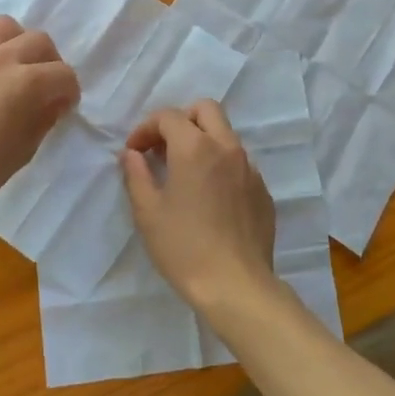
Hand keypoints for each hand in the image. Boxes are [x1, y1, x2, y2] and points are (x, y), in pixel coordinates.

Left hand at [0, 15, 79, 225]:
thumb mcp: (24, 150)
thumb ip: (44, 118)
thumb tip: (54, 102)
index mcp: (26, 83)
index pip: (64, 74)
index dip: (70, 91)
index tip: (64, 106)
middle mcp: (1, 59)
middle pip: (39, 40)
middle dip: (50, 62)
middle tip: (43, 85)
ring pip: (4, 26)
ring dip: (16, 42)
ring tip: (12, 65)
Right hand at [120, 100, 276, 312]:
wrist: (236, 285)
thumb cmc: (184, 247)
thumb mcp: (147, 212)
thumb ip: (136, 174)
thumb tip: (132, 154)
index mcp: (195, 147)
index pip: (168, 116)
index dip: (146, 128)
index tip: (134, 151)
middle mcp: (227, 147)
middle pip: (205, 110)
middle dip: (180, 120)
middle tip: (163, 148)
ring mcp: (250, 168)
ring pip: (225, 135)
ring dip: (202, 141)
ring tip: (184, 174)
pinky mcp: (262, 190)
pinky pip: (239, 163)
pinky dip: (220, 166)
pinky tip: (209, 198)